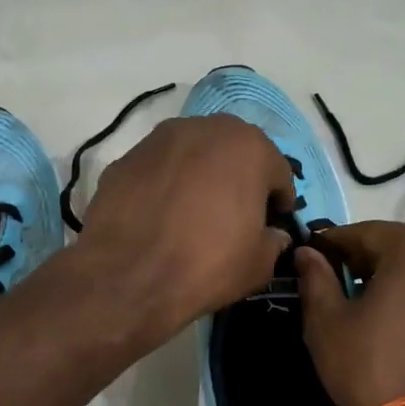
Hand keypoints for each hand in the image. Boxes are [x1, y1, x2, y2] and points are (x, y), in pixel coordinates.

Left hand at [73, 114, 295, 341]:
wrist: (128, 276)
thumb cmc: (208, 264)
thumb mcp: (258, 264)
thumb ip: (273, 241)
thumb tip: (273, 235)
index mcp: (248, 147)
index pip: (277, 169)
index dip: (279, 197)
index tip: (276, 218)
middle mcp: (204, 129)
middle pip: (233, 150)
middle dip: (240, 175)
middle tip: (237, 209)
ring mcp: (158, 140)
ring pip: (192, 153)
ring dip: (200, 174)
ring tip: (196, 209)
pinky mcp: (124, 158)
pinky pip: (158, 169)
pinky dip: (165, 184)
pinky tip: (161, 215)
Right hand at [295, 222, 404, 405]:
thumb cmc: (369, 365)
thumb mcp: (327, 320)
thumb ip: (316, 277)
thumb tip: (306, 252)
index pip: (362, 232)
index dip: (329, 244)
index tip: (306, 256)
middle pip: (393, 248)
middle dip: (358, 261)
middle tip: (327, 283)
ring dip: (384, 279)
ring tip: (354, 306)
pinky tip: (384, 323)